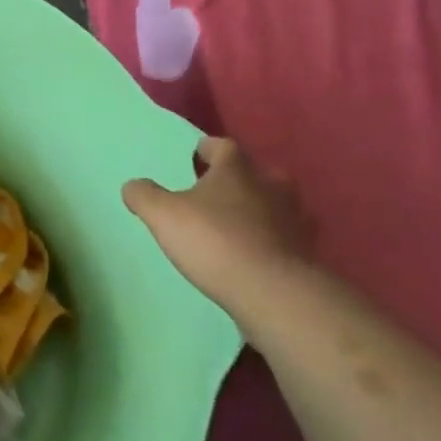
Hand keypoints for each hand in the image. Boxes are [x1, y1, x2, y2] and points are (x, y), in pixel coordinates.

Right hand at [122, 137, 311, 320]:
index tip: (196, 155)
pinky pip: (289, 239)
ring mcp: (295, 221)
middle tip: (219, 193)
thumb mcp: (163, 215)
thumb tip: (133, 185)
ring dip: (263, 210)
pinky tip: (259, 255)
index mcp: (236, 171)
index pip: (223, 146)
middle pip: (258, 173)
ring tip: (241, 225)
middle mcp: (271, 187)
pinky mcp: (307, 254)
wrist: (274, 293)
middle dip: (241, 179)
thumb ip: (144, 195)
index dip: (208, 148)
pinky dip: (276, 241)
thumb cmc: (215, 241)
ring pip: (279, 205)